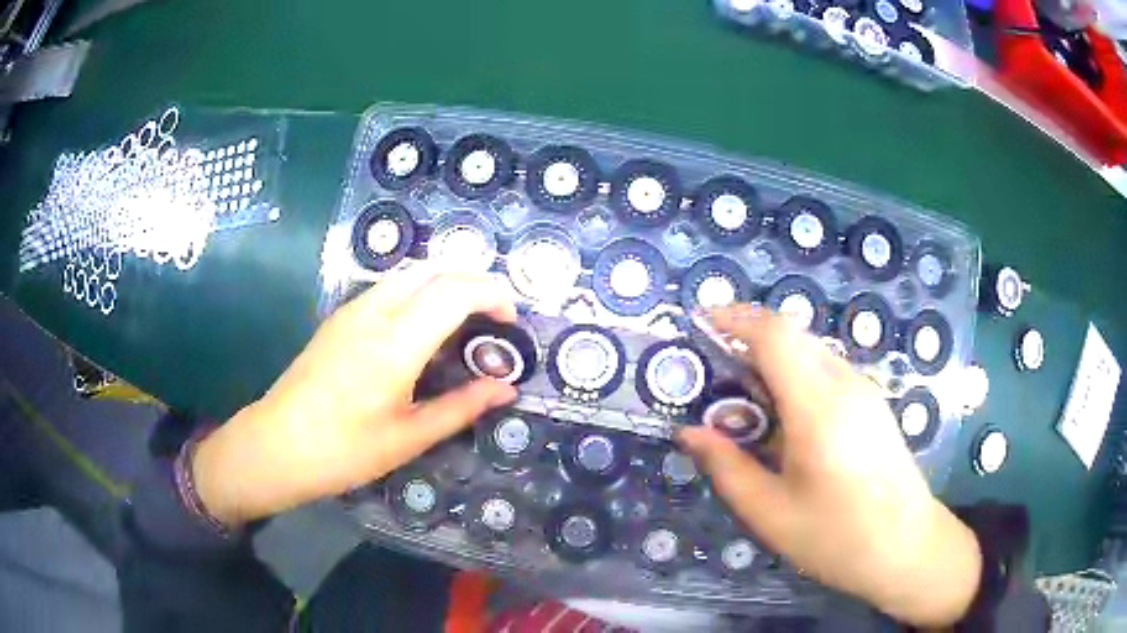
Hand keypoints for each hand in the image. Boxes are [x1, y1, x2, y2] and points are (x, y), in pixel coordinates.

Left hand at [192, 267, 518, 526]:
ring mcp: (353, 310)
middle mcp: (375, 312)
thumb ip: (461, 407)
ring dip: (445, 283)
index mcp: (396, 343)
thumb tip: (505, 389)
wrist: (277, 445)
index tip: (511, 322)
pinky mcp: (340, 317)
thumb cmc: (344, 450)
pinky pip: (389, 287)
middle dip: (474, 281)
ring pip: (410, 273)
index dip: (493, 294)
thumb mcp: (408, 437)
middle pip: (435, 269)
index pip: (456, 291)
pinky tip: (422, 329)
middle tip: (494, 317)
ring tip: (464, 321)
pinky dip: (420, 292)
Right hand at [678, 306, 980, 626]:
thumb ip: (727, 467)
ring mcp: (865, 391)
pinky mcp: (873, 404)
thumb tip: (690, 432)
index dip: (734, 318)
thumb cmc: (837, 537)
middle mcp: (845, 384)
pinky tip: (785, 422)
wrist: (907, 547)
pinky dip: (795, 377)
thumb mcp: (770, 513)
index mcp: (818, 407)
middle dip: (747, 341)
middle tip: (712, 377)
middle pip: (792, 336)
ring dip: (772, 361)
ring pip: (810, 352)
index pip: (775, 335)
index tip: (699, 323)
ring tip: (743, 403)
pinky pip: (827, 371)